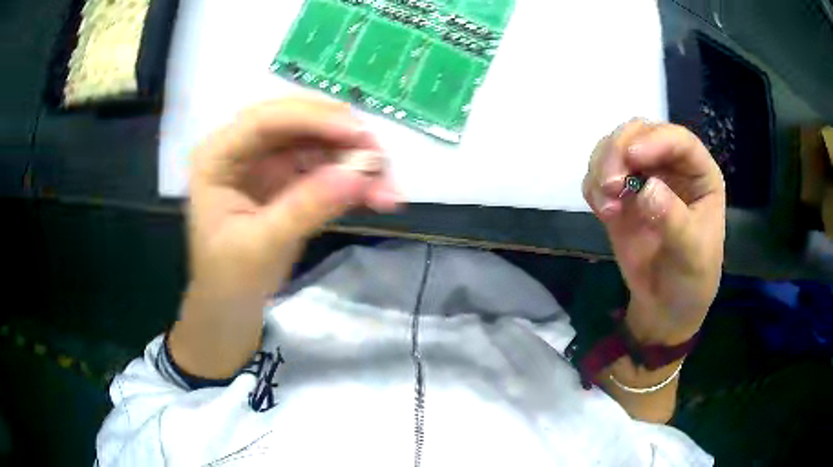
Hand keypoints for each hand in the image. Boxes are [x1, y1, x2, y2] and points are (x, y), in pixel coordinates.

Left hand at [189, 97, 397, 300]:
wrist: (233, 304)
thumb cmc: (232, 277)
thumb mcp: (263, 245)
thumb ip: (306, 207)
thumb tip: (359, 174)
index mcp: (217, 156)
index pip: (264, 120)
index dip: (313, 119)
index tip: (359, 134)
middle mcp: (242, 147)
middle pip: (297, 121)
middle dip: (341, 135)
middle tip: (380, 158)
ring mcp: (268, 158)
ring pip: (319, 140)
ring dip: (355, 159)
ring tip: (387, 188)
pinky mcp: (289, 174)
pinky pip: (327, 164)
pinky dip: (354, 178)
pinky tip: (378, 194)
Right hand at [583, 120, 725, 344]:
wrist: (665, 307)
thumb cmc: (691, 279)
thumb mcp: (692, 255)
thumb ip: (674, 220)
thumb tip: (646, 189)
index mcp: (698, 173)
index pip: (678, 140)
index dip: (655, 140)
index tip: (632, 157)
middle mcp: (669, 166)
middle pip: (638, 132)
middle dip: (619, 150)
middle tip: (610, 184)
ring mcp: (642, 178)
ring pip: (612, 147)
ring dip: (601, 168)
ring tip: (606, 207)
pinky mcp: (619, 196)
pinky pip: (597, 174)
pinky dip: (593, 187)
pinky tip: (603, 211)